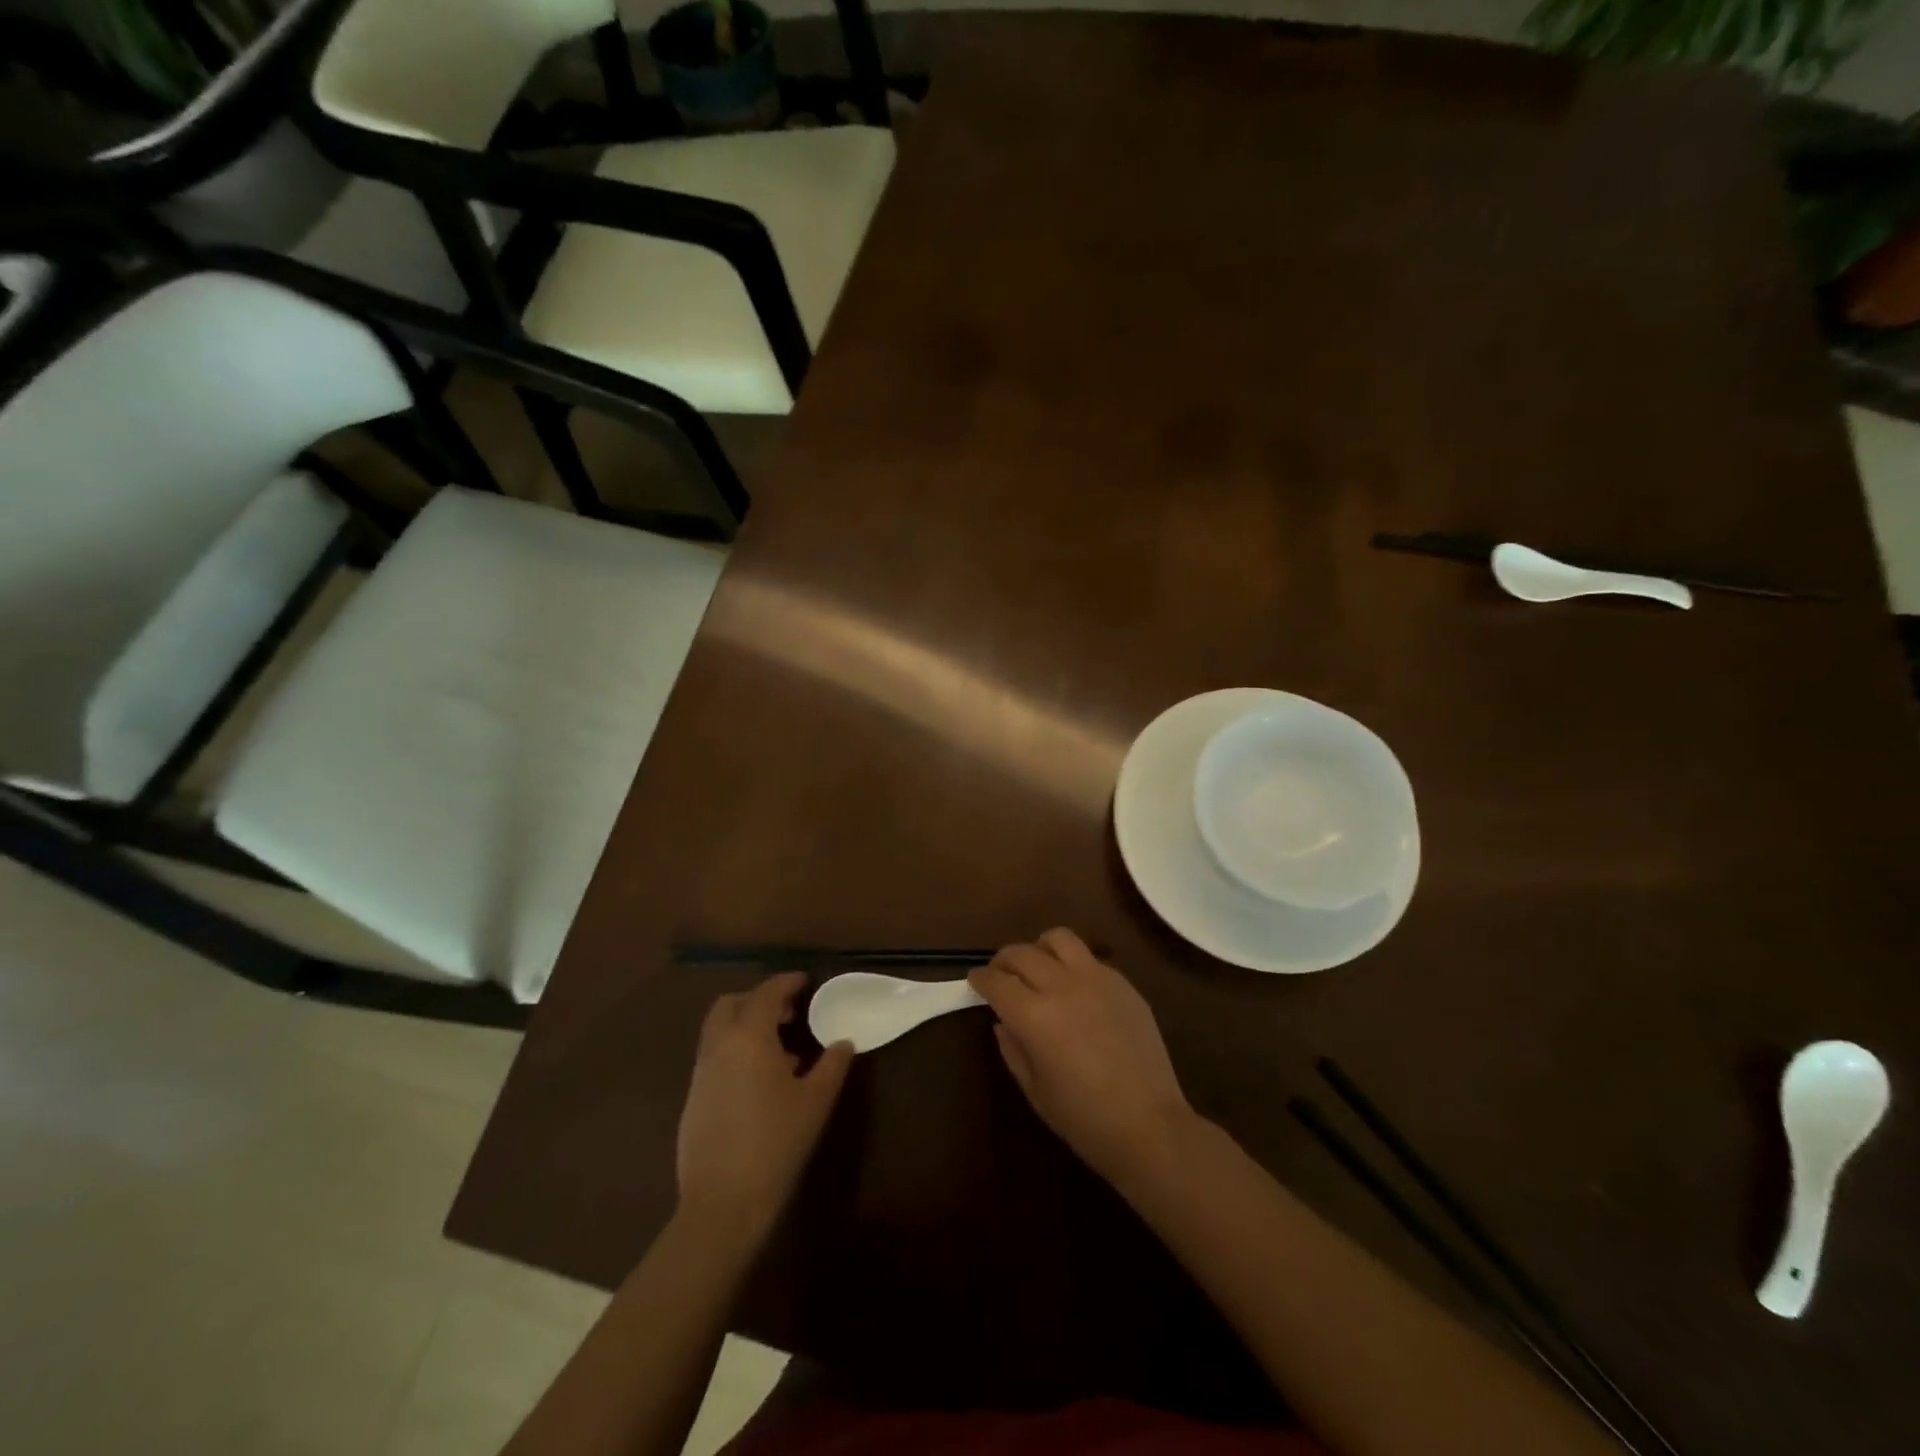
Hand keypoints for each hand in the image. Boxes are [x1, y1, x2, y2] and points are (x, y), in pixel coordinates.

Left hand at [677, 973, 853, 1238]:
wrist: (722, 1204)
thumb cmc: (776, 1143)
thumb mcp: (815, 1102)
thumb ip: (832, 1065)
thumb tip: (844, 1042)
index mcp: (749, 1038)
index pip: (766, 994)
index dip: (786, 983)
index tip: (804, 981)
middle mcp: (719, 1047)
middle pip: (730, 1004)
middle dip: (758, 1000)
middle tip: (788, 1012)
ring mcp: (700, 1074)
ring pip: (718, 1031)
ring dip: (744, 1026)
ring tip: (778, 1048)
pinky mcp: (692, 1100)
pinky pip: (713, 1058)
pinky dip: (734, 1052)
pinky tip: (758, 1081)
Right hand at [969, 928, 1197, 1185]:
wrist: (1150, 1126)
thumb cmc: (1084, 1119)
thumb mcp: (1035, 1091)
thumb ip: (1013, 1049)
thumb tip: (1003, 1021)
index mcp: (1035, 1016)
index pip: (997, 981)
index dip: (980, 978)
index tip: (975, 980)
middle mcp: (1063, 986)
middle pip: (1022, 953)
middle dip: (1003, 960)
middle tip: (1000, 974)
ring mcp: (1097, 979)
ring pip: (1059, 938)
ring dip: (1040, 949)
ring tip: (1039, 967)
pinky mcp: (1123, 983)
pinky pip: (1090, 958)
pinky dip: (1072, 964)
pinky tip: (1075, 988)